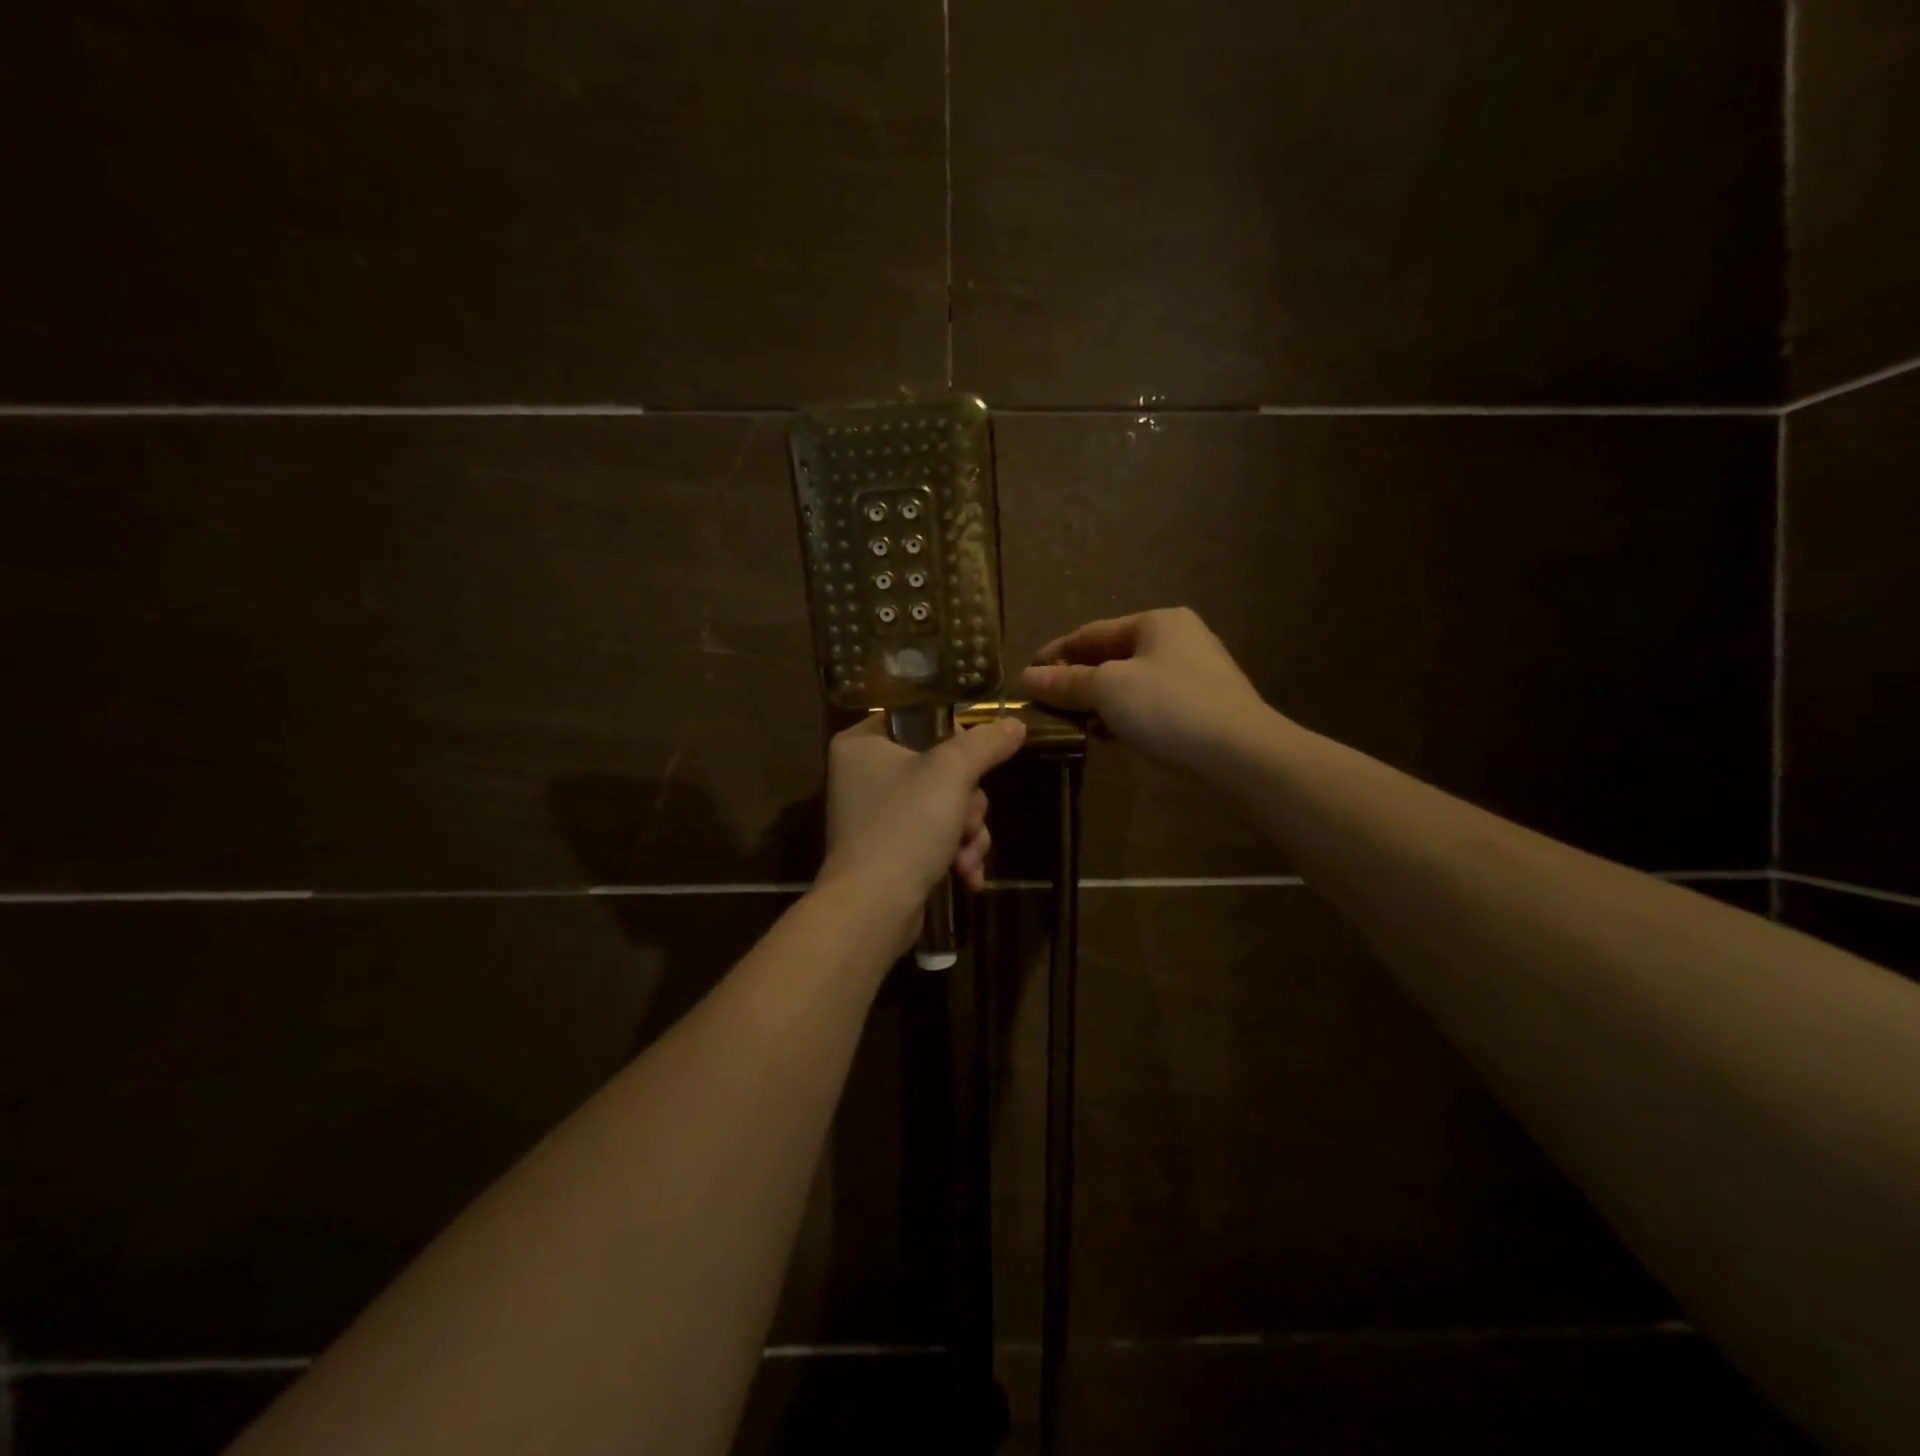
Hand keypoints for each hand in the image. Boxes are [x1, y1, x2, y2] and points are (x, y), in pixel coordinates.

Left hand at [817, 715, 1027, 953]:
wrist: (873, 908)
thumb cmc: (906, 825)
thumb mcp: (953, 772)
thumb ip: (986, 743)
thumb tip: (1015, 724)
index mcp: (862, 743)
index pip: (920, 719)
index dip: (956, 739)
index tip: (975, 761)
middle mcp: (862, 774)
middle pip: (940, 769)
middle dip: (968, 803)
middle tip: (967, 821)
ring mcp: (875, 816)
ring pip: (944, 806)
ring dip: (968, 833)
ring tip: (967, 857)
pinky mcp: (888, 851)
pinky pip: (933, 838)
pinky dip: (954, 854)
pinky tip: (967, 876)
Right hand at [1019, 607, 1270, 774]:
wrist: (1242, 753)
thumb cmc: (1169, 708)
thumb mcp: (1108, 689)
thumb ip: (1066, 682)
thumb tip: (1027, 677)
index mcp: (1157, 622)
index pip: (1092, 632)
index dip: (1056, 653)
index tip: (1026, 676)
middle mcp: (1179, 638)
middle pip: (1112, 656)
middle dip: (1077, 679)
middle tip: (1046, 703)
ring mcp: (1196, 672)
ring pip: (1131, 681)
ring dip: (1099, 700)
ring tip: (1071, 723)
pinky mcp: (1204, 705)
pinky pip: (1151, 703)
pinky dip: (1126, 714)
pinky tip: (1110, 735)